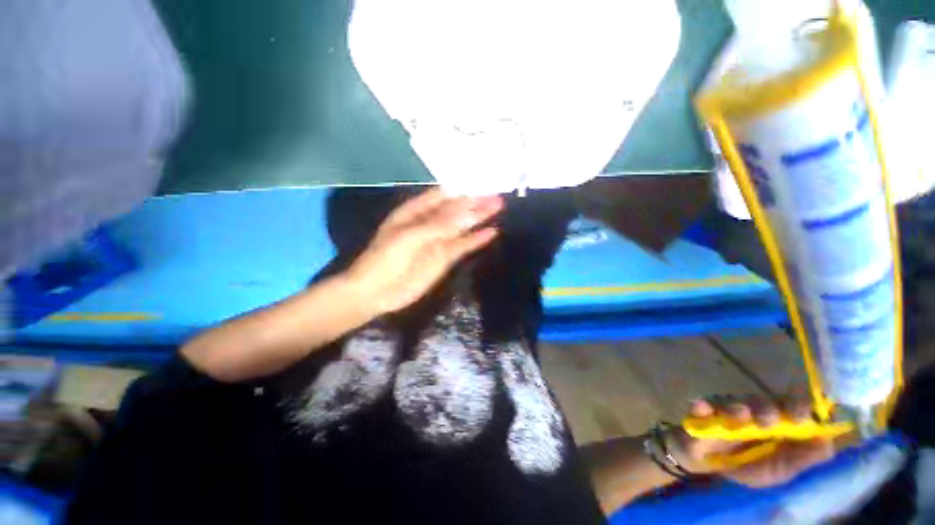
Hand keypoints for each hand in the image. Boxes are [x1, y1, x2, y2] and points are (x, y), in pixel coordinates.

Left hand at [344, 189, 503, 315]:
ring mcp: (438, 241)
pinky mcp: (444, 258)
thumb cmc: (386, 258)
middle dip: (475, 202)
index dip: (461, 189)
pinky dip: (476, 240)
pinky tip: (491, 232)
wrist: (377, 292)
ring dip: (479, 217)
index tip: (482, 182)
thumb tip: (470, 212)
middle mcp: (429, 222)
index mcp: (415, 211)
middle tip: (497, 196)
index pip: (442, 195)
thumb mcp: (410, 236)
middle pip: (456, 209)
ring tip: (499, 207)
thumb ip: (441, 224)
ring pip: (462, 226)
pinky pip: (463, 245)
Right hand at [667, 397, 834, 486]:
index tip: (802, 417)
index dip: (800, 408)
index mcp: (780, 425)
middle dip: (770, 409)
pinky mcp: (703, 410)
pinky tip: (704, 410)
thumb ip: (802, 458)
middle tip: (768, 422)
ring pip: (738, 403)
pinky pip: (703, 405)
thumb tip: (828, 442)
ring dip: (739, 410)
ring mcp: (729, 409)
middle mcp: (756, 412)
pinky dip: (704, 407)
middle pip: (767, 401)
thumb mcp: (779, 470)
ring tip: (738, 419)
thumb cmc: (748, 466)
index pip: (795, 408)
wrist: (707, 465)